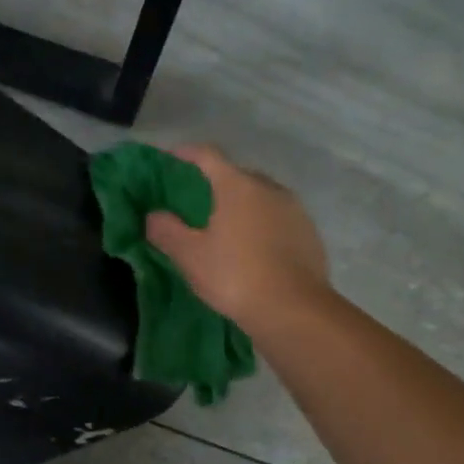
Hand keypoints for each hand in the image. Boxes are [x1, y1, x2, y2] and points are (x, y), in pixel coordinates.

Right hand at [144, 144, 329, 331]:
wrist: (293, 309)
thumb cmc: (235, 276)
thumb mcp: (189, 256)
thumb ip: (166, 230)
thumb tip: (153, 215)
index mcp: (237, 185)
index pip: (207, 155)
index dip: (185, 154)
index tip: (169, 160)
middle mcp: (269, 187)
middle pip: (235, 175)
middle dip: (214, 184)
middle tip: (194, 203)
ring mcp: (294, 209)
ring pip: (260, 197)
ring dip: (240, 205)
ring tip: (223, 228)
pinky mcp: (309, 232)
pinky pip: (277, 218)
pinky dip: (261, 224)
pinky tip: (252, 248)